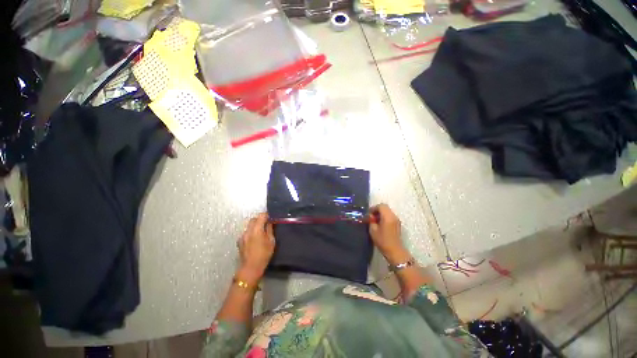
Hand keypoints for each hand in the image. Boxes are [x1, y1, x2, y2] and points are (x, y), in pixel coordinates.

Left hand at [237, 213, 274, 283]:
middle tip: (267, 223)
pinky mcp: (239, 241)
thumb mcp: (271, 241)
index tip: (271, 217)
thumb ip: (270, 229)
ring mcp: (242, 236)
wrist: (251, 268)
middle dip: (260, 219)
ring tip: (261, 231)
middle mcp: (248, 230)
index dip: (266, 215)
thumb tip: (270, 222)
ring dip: (255, 225)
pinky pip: (246, 232)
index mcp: (256, 230)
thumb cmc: (264, 254)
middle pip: (253, 219)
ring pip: (249, 225)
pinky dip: (251, 231)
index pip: (261, 216)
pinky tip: (255, 238)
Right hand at [369, 204, 409, 264]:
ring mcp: (396, 220)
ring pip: (388, 211)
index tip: (369, 214)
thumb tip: (371, 217)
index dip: (374, 208)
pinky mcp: (397, 224)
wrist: (394, 251)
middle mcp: (393, 216)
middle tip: (371, 216)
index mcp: (387, 216)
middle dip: (377, 210)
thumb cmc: (382, 240)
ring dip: (381, 213)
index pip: (381, 206)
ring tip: (375, 221)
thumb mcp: (373, 230)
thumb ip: (371, 221)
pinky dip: (384, 217)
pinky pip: (390, 216)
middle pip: (385, 207)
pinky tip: (380, 224)